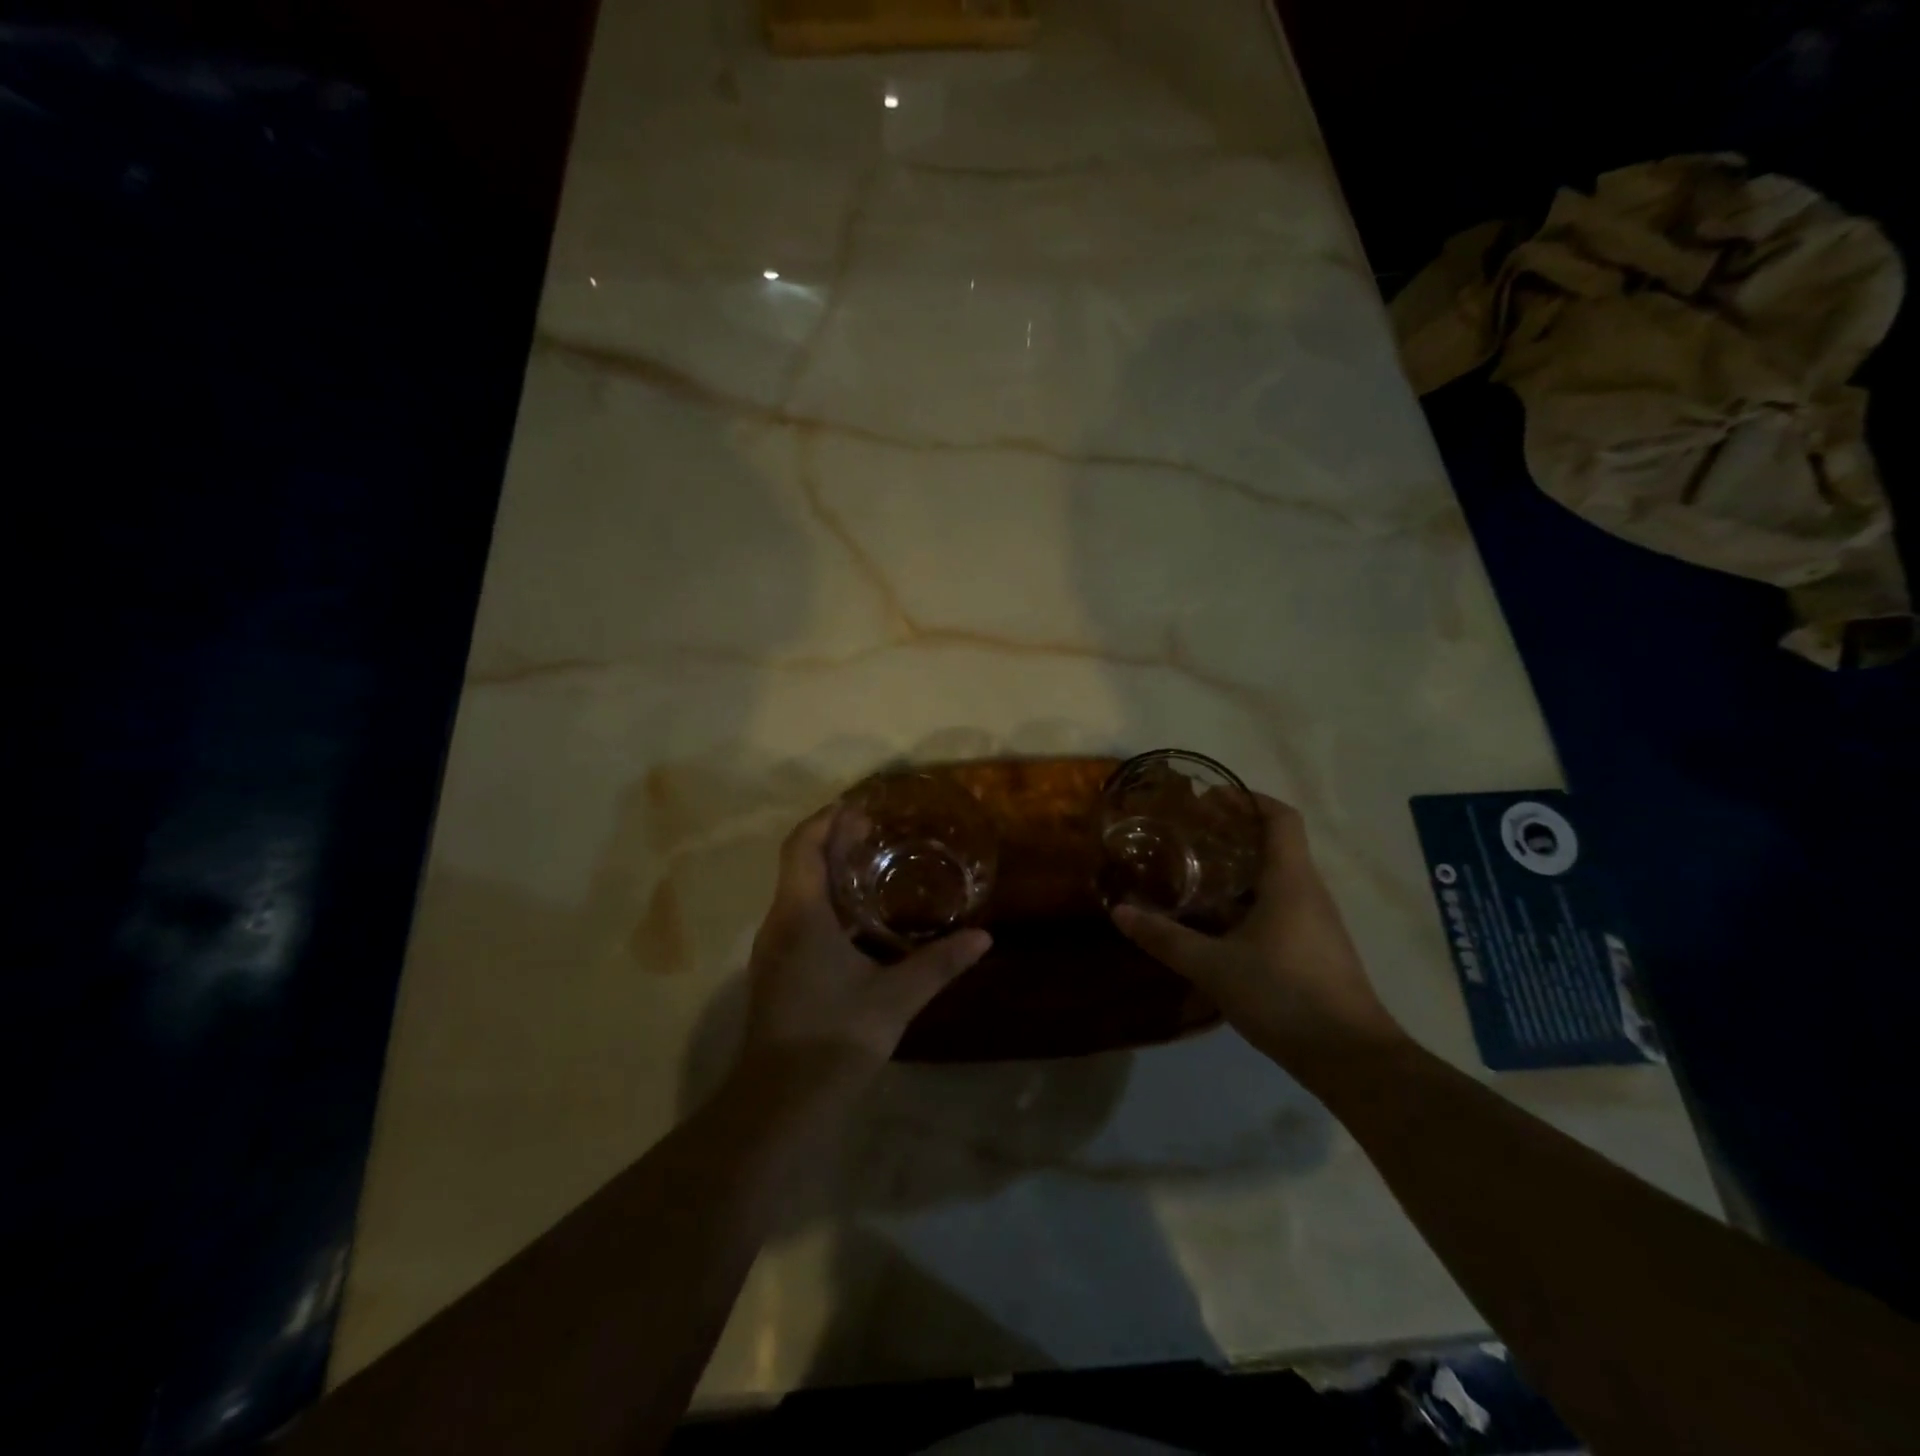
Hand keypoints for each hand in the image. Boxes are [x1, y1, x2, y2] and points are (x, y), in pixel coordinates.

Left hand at [739, 806, 991, 1089]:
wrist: (780, 1104)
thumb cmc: (835, 1038)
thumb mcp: (895, 998)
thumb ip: (939, 963)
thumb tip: (984, 937)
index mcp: (800, 915)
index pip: (803, 845)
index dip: (829, 819)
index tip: (862, 806)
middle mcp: (779, 922)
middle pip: (800, 862)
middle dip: (834, 840)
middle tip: (877, 831)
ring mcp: (773, 948)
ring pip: (797, 891)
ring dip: (829, 871)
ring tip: (872, 865)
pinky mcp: (777, 971)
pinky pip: (798, 916)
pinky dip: (825, 901)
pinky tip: (859, 920)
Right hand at [1113, 793, 1405, 1078]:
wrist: (1351, 1058)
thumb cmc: (1284, 995)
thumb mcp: (1214, 966)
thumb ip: (1166, 938)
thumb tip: (1120, 912)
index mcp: (1291, 880)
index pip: (1279, 817)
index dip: (1246, 799)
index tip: (1208, 799)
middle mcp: (1309, 892)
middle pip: (1276, 843)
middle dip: (1233, 832)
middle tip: (1188, 835)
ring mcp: (1316, 922)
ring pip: (1277, 878)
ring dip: (1239, 869)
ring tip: (1194, 874)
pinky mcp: (1316, 949)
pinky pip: (1280, 906)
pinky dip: (1249, 900)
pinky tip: (1218, 923)